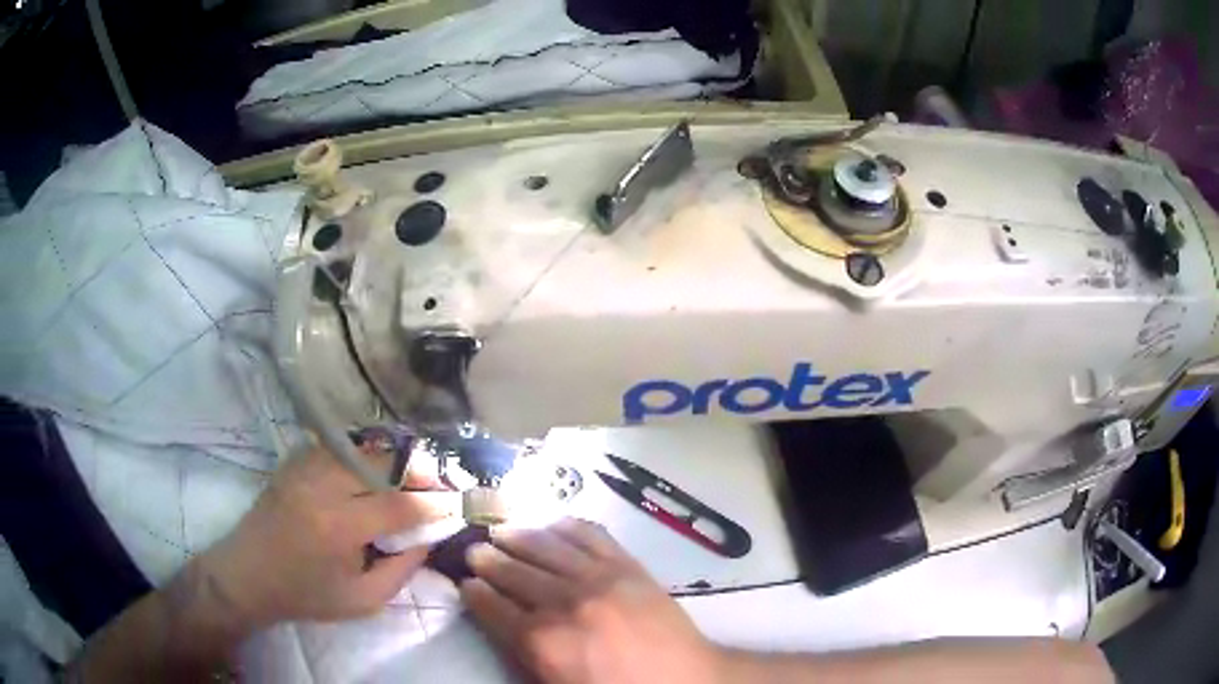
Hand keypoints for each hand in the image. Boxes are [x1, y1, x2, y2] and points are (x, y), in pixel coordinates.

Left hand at [197, 445, 453, 627]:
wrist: (248, 575)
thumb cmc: (306, 594)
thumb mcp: (362, 600)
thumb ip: (402, 570)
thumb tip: (427, 537)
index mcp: (339, 527)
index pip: (400, 504)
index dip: (433, 503)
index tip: (454, 505)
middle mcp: (322, 486)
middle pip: (383, 461)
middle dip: (417, 471)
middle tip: (436, 484)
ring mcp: (304, 467)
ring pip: (361, 446)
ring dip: (392, 458)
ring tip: (409, 475)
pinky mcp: (294, 462)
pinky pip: (338, 446)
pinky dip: (363, 454)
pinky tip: (372, 470)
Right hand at [461, 518, 722, 683]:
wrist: (686, 679)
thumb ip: (525, 655)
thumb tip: (503, 625)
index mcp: (542, 641)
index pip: (492, 607)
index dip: (474, 593)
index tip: (465, 583)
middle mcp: (564, 602)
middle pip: (513, 572)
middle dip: (488, 560)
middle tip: (475, 550)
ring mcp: (599, 578)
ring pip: (546, 547)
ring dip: (518, 537)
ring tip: (501, 531)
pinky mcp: (628, 565)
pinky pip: (591, 535)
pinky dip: (567, 526)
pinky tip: (553, 523)